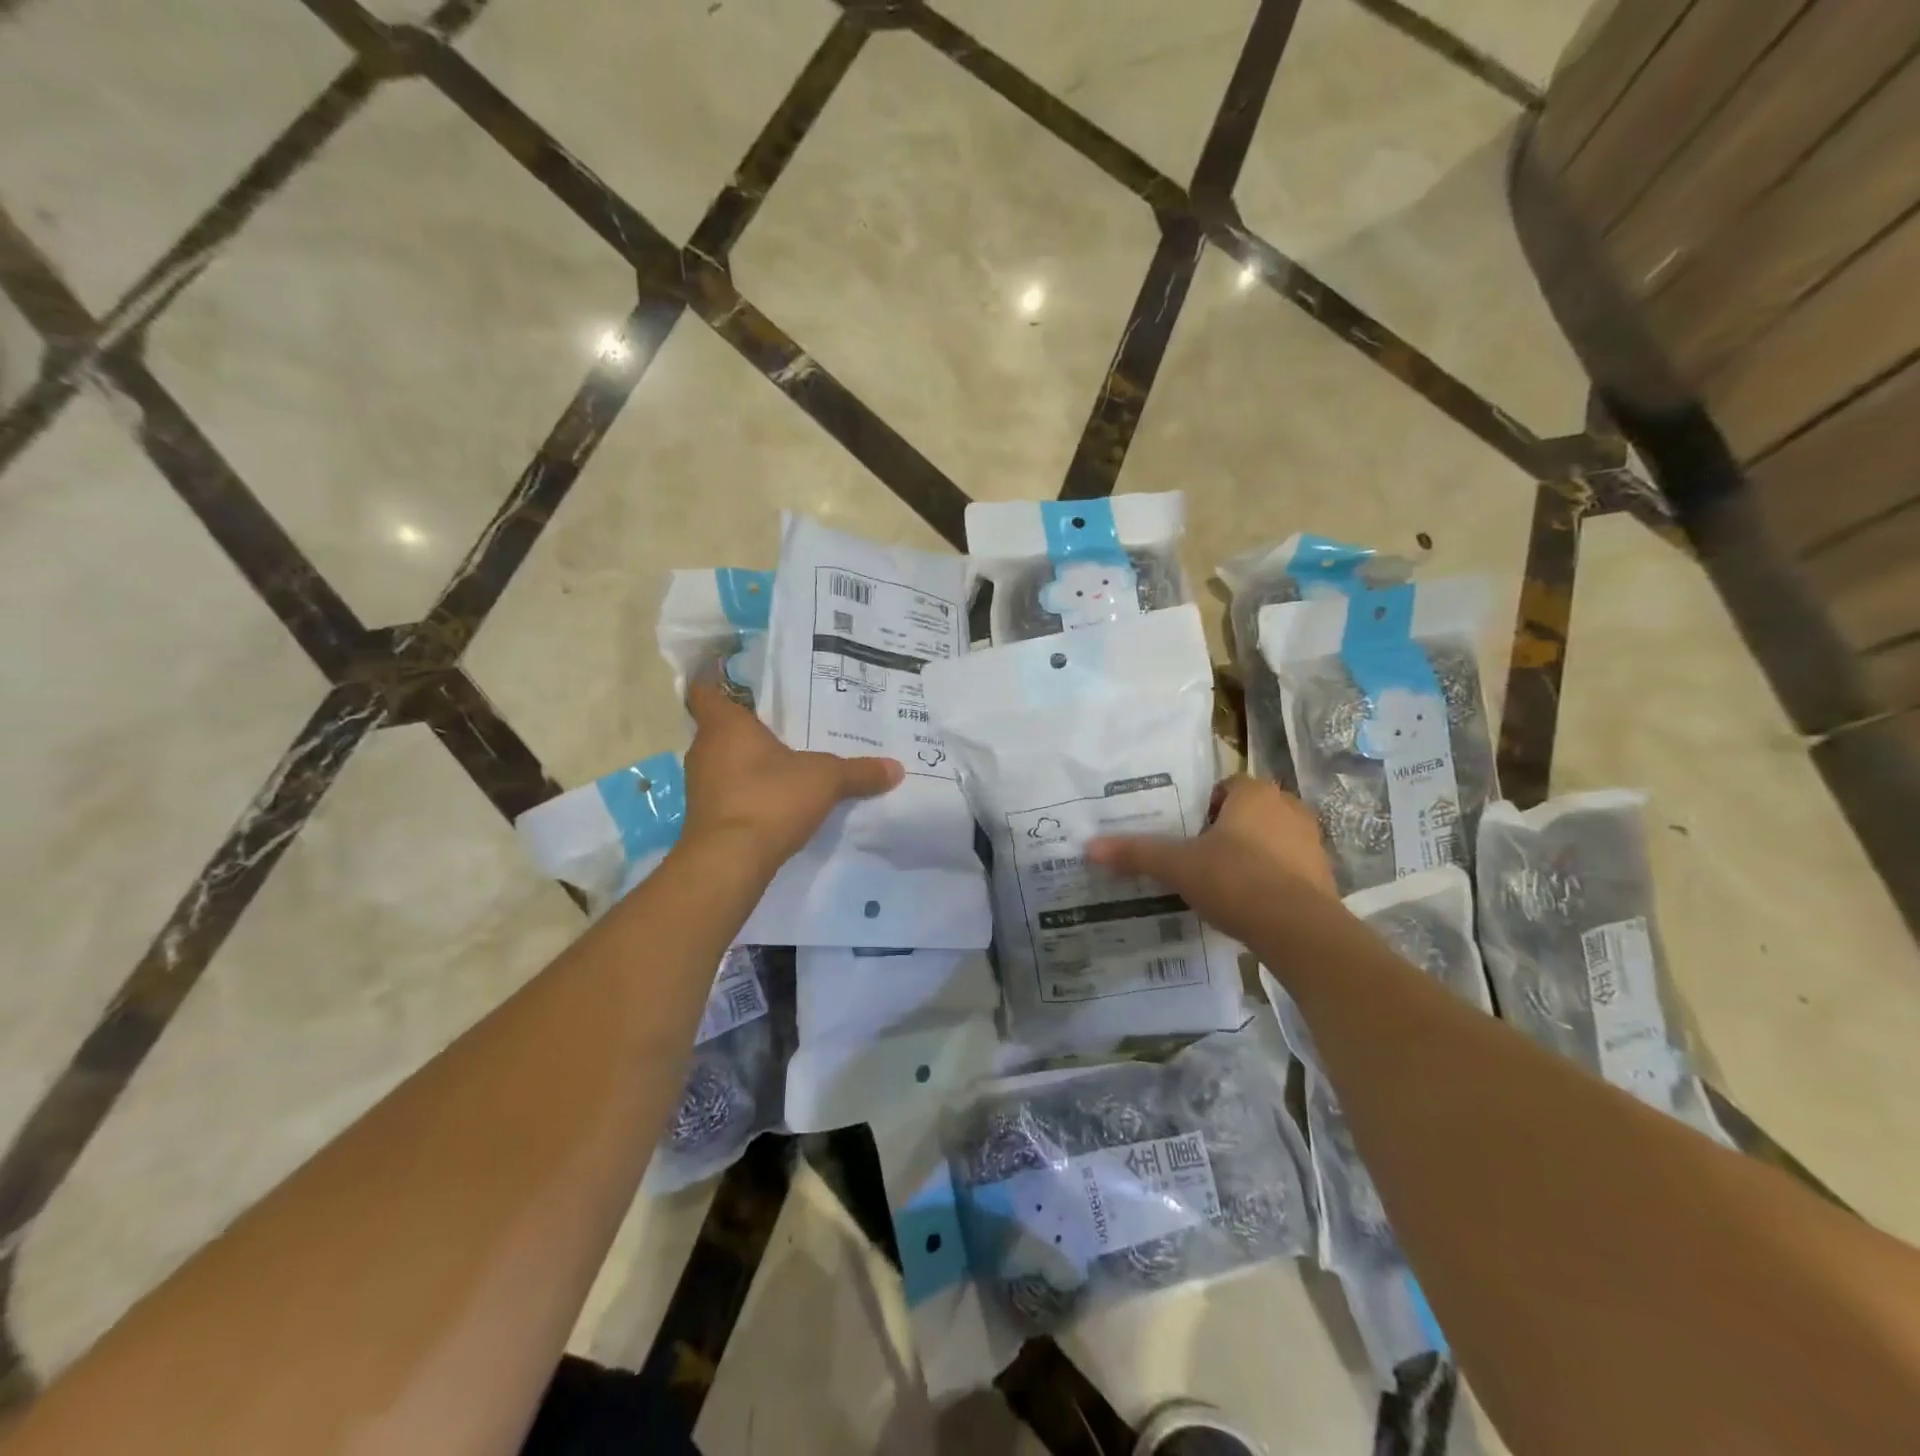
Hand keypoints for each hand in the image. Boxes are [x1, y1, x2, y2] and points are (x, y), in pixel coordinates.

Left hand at [681, 680, 903, 873]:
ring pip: (724, 760)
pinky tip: (777, 796)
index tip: (737, 676)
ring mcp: (701, 785)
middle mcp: (705, 750)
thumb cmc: (770, 799)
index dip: (716, 679)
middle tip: (783, 719)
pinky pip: (728, 790)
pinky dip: (747, 789)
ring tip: (785, 757)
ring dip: (748, 759)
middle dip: (748, 724)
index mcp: (725, 726)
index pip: (705, 690)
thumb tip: (896, 768)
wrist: (730, 861)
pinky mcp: (707, 816)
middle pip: (720, 726)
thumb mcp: (825, 780)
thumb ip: (859, 772)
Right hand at [1088, 776, 1336, 943]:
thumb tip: (1089, 846)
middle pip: (1247, 813)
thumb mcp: (1177, 866)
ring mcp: (1311, 843)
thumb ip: (1137, 853)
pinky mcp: (1322, 878)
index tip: (1183, 832)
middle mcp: (1288, 809)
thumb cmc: (1236, 880)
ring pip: (1269, 841)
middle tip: (1196, 856)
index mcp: (1255, 794)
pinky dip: (1268, 881)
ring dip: (1248, 856)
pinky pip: (1287, 870)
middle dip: (1224, 831)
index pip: (1224, 786)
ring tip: (1219, 883)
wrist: (1299, 931)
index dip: (1201, 807)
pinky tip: (1247, 905)